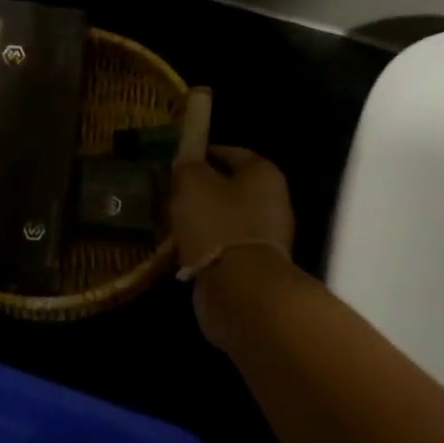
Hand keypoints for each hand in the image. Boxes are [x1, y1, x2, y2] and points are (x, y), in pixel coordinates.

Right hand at [171, 146, 295, 336]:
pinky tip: (181, 250)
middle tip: (171, 192)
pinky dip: (205, 248)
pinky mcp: (253, 267)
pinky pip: (223, 248)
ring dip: (202, 221)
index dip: (204, 154)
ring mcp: (265, 238)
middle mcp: (272, 202)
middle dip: (202, 190)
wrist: (240, 289)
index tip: (179, 161)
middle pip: (230, 188)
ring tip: (171, 222)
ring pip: (226, 220)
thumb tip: (187, 163)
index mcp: (263, 174)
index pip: (232, 153)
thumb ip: (188, 167)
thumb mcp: (193, 183)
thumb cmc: (218, 223)